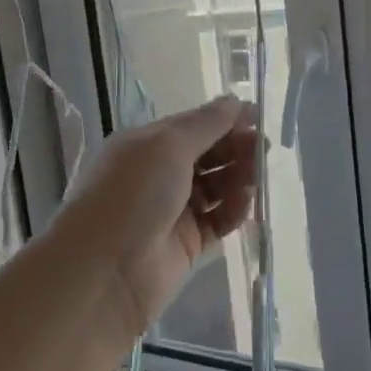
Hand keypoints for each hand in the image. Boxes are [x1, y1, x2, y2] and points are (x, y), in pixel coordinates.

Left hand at [58, 96, 259, 342]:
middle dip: (236, 148)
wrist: (105, 270)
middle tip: (264, 149)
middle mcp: (159, 175)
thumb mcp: (167, 146)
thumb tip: (234, 101)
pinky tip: (246, 204)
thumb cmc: (132, 194)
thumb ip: (205, 124)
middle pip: (207, 155)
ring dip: (238, 178)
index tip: (259, 118)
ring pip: (216, 187)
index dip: (225, 120)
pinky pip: (218, 221)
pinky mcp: (187, 243)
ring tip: (258, 177)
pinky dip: (234, 211)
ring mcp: (173, 210)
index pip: (193, 126)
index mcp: (146, 145)